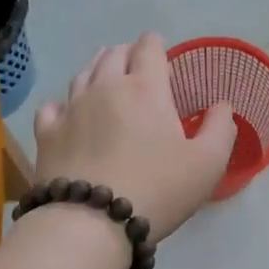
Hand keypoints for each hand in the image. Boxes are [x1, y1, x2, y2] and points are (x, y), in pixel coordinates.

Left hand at [32, 32, 236, 240]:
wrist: (91, 223)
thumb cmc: (157, 190)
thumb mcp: (208, 163)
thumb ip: (220, 128)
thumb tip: (222, 105)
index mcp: (146, 89)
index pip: (149, 48)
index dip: (156, 45)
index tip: (161, 52)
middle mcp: (105, 87)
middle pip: (113, 54)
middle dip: (127, 53)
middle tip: (136, 65)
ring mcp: (71, 109)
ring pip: (82, 74)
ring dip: (97, 70)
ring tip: (105, 78)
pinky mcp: (46, 133)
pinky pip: (53, 106)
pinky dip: (64, 103)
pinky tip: (68, 112)